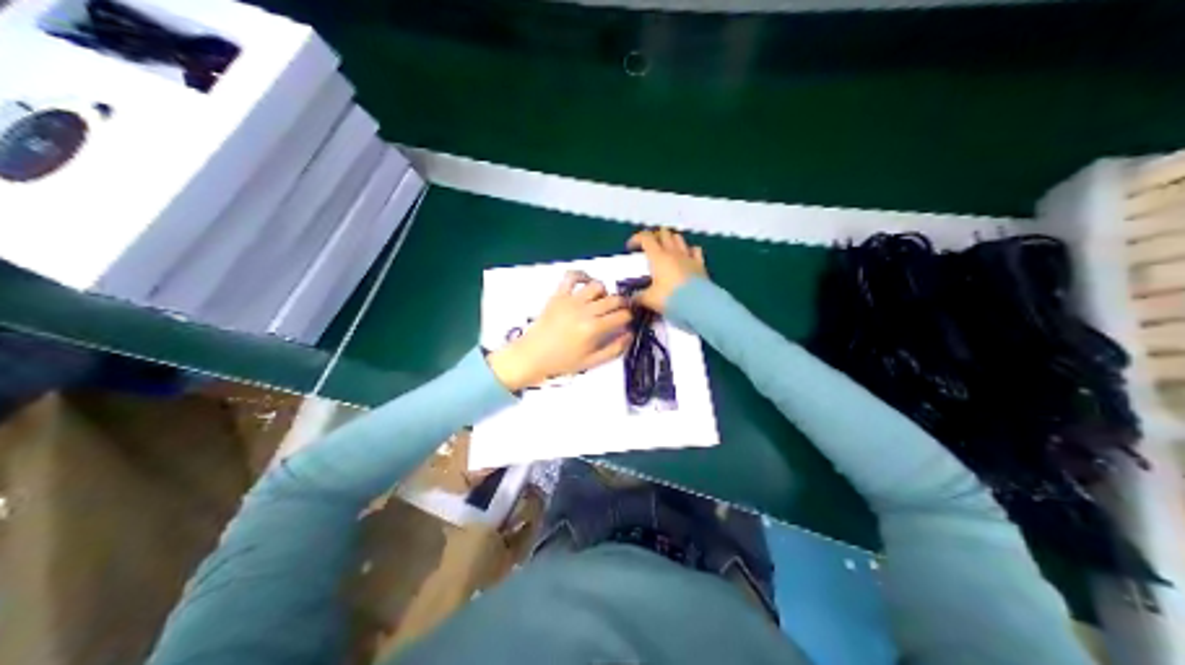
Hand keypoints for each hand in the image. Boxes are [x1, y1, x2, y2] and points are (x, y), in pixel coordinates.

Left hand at [485, 269, 633, 392]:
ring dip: (605, 293)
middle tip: (620, 311)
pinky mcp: (558, 295)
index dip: (629, 318)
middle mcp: (584, 311)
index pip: (622, 316)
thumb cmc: (562, 362)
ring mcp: (570, 300)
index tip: (626, 322)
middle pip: (613, 299)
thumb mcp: (591, 362)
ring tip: (602, 302)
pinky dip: (582, 276)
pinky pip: (572, 276)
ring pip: (597, 286)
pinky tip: (586, 284)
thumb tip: (629, 334)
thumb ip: (614, 349)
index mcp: (594, 329)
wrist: (532, 356)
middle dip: (622, 305)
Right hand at [630, 228, 701, 311]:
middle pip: (664, 233)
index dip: (636, 239)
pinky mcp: (700, 264)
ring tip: (666, 249)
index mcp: (658, 256)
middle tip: (649, 247)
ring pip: (679, 238)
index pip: (645, 238)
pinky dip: (689, 250)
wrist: (698, 303)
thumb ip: (639, 297)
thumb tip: (632, 299)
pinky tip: (687, 256)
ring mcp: (688, 256)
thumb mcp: (650, 299)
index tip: (631, 248)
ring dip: (671, 240)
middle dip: (655, 236)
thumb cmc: (670, 298)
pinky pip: (695, 250)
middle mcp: (673, 252)